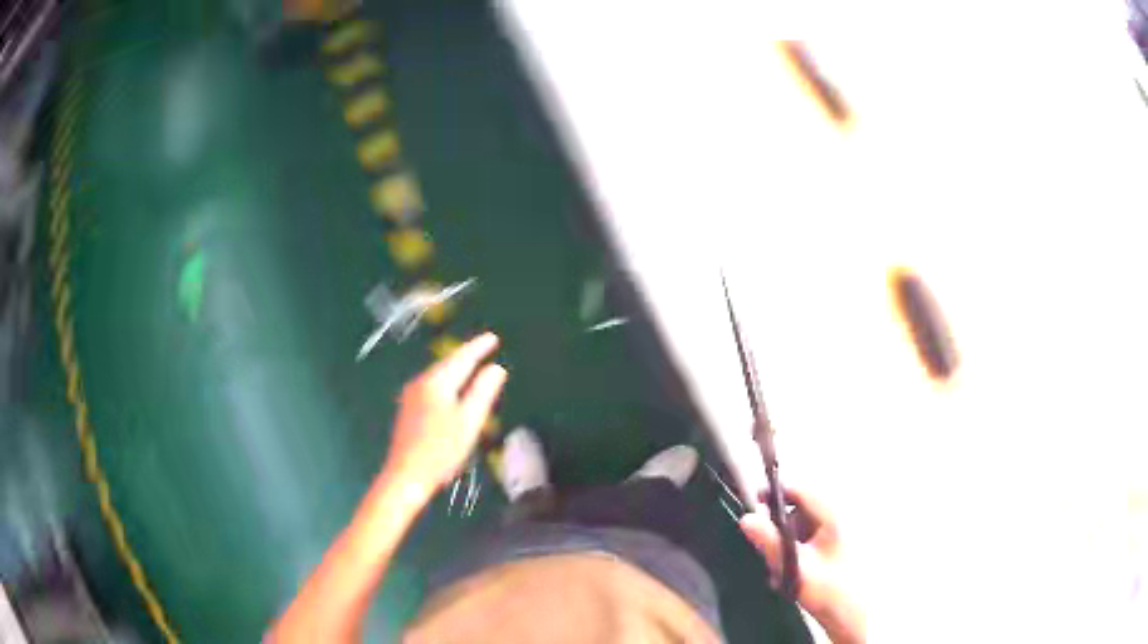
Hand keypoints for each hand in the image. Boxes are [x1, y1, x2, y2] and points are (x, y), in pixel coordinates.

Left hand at [381, 333, 507, 502]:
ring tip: (472, 365)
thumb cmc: (441, 450)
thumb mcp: (469, 421)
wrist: (406, 475)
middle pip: (447, 364)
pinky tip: (452, 391)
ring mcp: (411, 396)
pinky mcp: (408, 410)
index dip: (478, 347)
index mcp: (436, 383)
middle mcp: (421, 383)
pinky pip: (432, 386)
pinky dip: (447, 382)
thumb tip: (496, 368)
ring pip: (438, 375)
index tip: (493, 337)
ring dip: (456, 369)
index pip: (461, 358)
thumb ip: (483, 392)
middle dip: (466, 355)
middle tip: (484, 347)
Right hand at [740, 486, 864, 643]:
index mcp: (831, 516)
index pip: (799, 490)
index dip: (774, 492)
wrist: (851, 615)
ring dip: (783, 545)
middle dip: (777, 528)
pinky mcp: (831, 551)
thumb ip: (769, 542)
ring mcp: (833, 536)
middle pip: (797, 510)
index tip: (753, 502)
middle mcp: (834, 520)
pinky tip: (786, 576)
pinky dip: (793, 555)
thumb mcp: (794, 566)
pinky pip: (805, 543)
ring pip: (799, 529)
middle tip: (763, 548)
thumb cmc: (828, 589)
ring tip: (776, 570)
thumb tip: (746, 519)